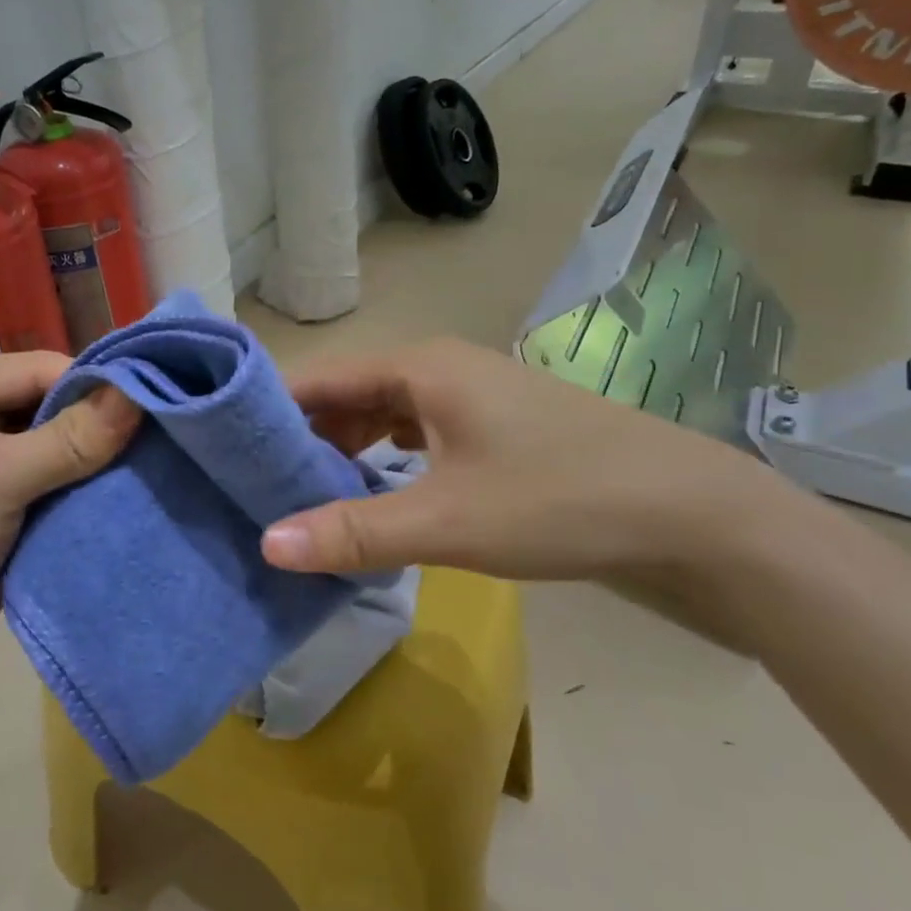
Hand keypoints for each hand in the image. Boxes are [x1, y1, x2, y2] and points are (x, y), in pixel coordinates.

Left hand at [0, 354, 138, 697]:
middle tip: (158, 437)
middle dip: (99, 422)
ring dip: (96, 459)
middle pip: (53, 404)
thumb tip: (140, 395)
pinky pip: (57, 481)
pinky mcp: (5, 504)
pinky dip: (85, 487)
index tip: (152, 405)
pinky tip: (123, 492)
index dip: (94, 384)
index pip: (40, 368)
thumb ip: (72, 437)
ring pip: (60, 445)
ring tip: (150, 464)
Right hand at [262, 339, 791, 590]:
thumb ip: (354, 532)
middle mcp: (439, 369)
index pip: (319, 378)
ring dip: (344, 454)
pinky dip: (385, 464)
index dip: (269, 410)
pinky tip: (371, 500)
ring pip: (383, 418)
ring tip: (302, 500)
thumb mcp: (447, 520)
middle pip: (347, 396)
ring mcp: (470, 399)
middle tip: (255, 488)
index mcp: (419, 367)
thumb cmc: (560, 499)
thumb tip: (266, 544)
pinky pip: (417, 437)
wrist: (687, 513)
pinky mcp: (493, 431)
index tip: (223, 450)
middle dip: (302, 439)